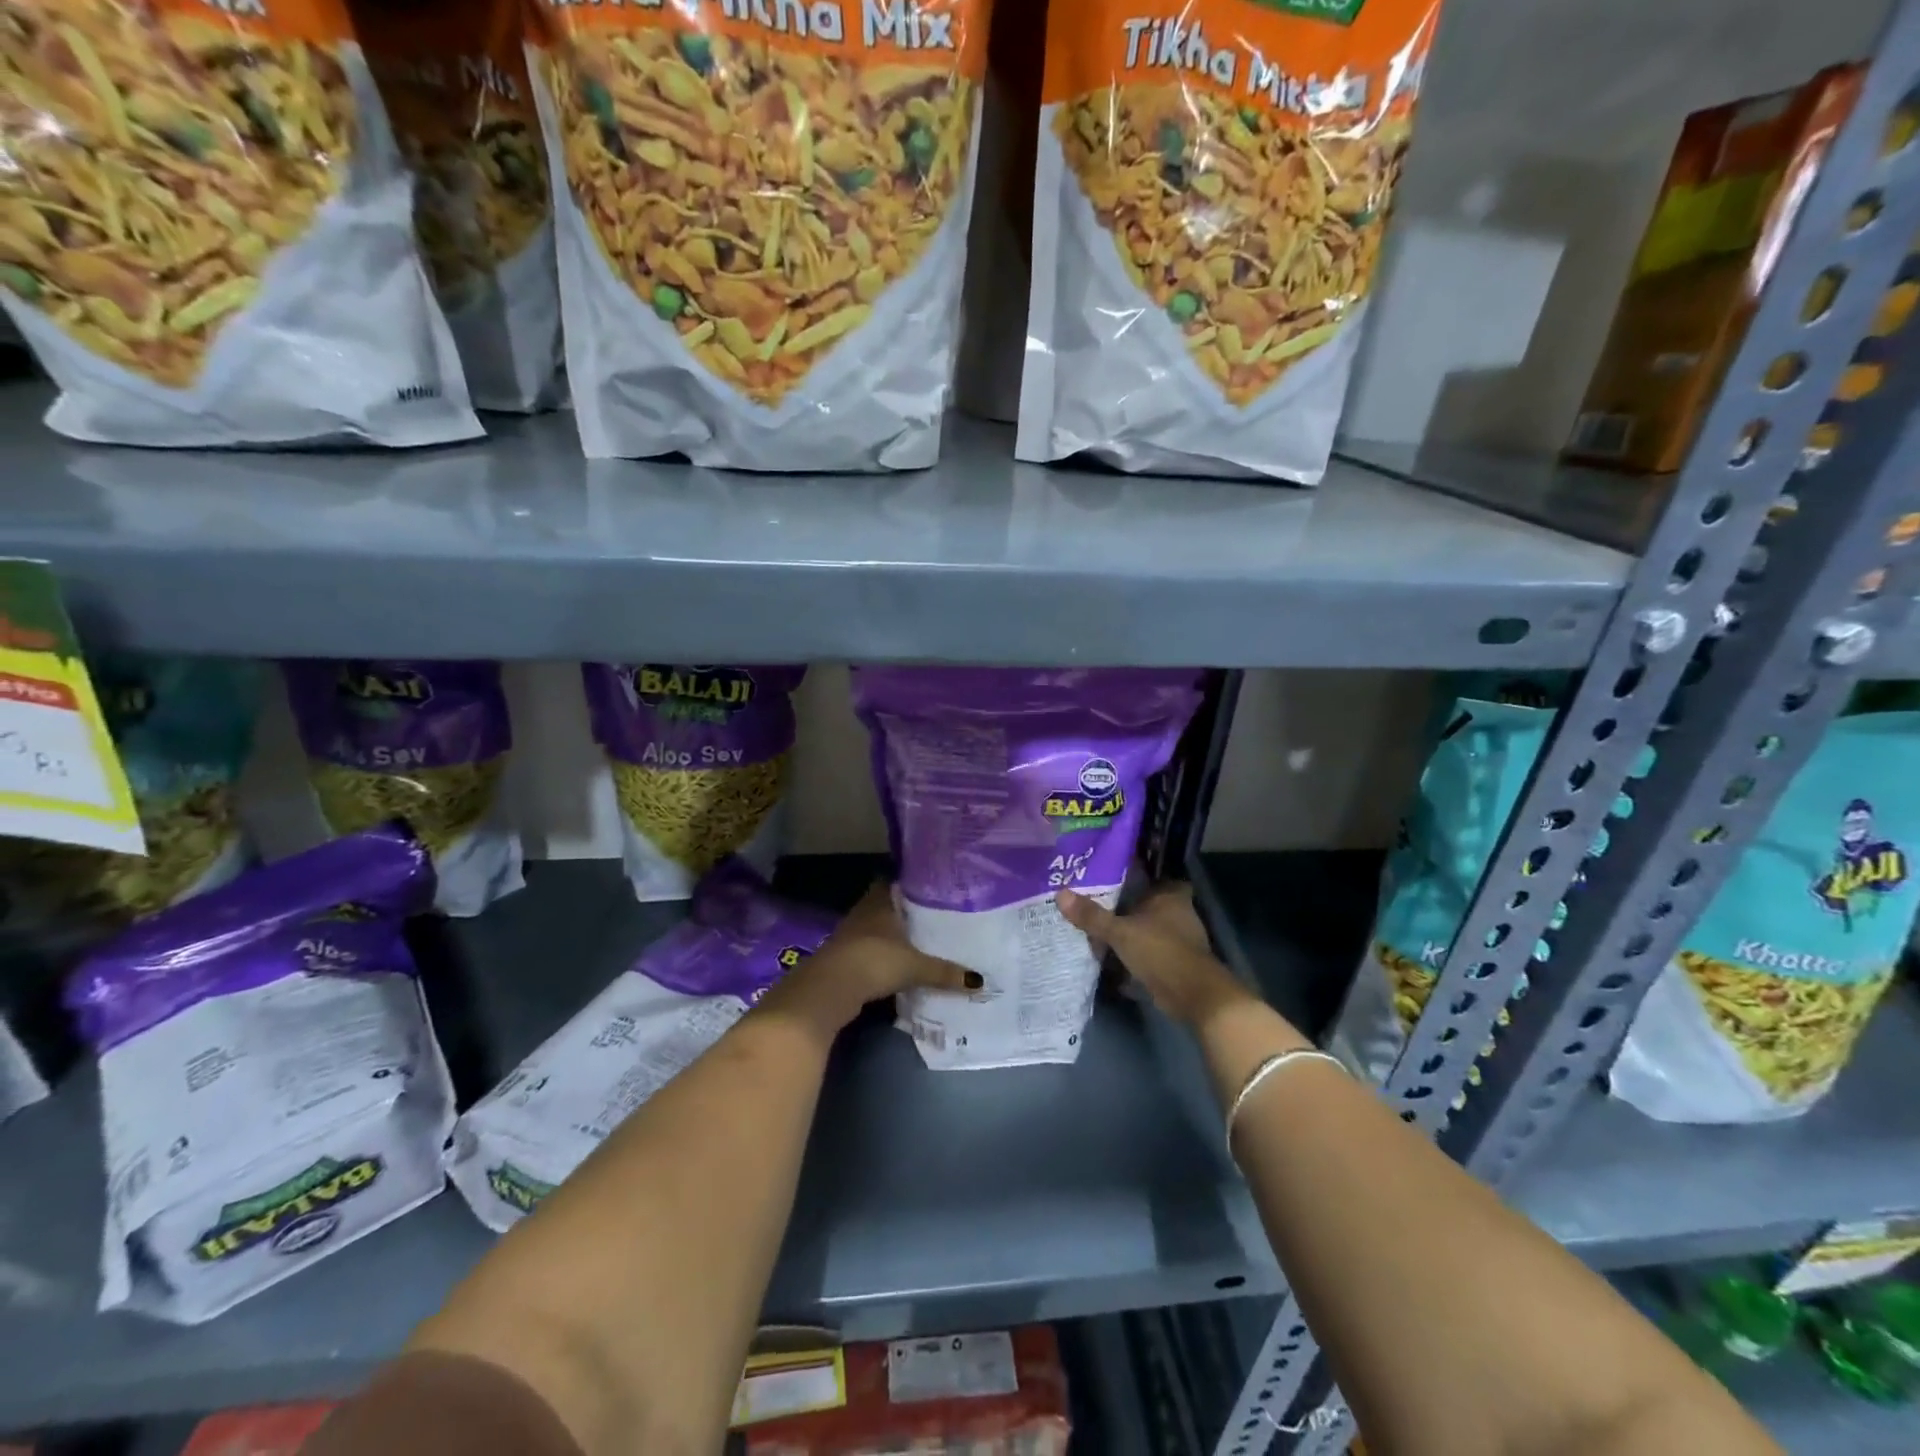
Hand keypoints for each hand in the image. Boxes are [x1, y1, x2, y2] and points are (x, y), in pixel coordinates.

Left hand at [763, 883, 978, 1035]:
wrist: (829, 988)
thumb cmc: (875, 961)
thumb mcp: (915, 967)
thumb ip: (945, 972)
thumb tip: (980, 981)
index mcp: (880, 901)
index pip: (893, 881)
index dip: (909, 883)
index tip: (929, 887)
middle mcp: (863, 911)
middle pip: (885, 905)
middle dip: (904, 911)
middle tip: (931, 915)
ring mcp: (850, 934)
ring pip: (875, 927)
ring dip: (891, 934)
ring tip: (918, 939)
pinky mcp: (843, 957)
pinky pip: (868, 948)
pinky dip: (881, 953)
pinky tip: (897, 962)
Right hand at [1056, 881, 1255, 1027]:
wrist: (1194, 995)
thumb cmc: (1161, 951)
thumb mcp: (1120, 932)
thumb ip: (1092, 916)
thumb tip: (1060, 894)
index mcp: (1170, 896)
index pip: (1155, 876)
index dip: (1137, 875)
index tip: (1112, 875)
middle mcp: (1178, 913)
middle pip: (1148, 903)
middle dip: (1126, 906)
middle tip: (1095, 903)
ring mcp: (1180, 939)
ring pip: (1148, 929)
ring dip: (1130, 932)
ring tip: (1097, 930)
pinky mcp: (1176, 963)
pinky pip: (1150, 952)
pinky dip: (1135, 955)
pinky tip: (1111, 958)